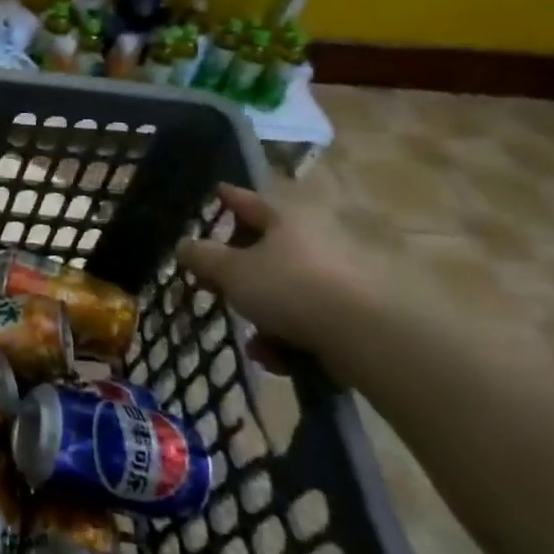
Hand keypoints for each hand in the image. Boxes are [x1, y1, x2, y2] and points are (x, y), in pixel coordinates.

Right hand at [176, 184, 381, 378]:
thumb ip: (202, 257)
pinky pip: (309, 320)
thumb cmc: (291, 288)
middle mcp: (314, 239)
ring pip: (285, 293)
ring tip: (256, 345)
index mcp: (285, 218)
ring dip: (264, 319)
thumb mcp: (232, 272)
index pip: (247, 200)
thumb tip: (184, 245)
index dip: (227, 198)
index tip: (215, 192)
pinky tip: (281, 360)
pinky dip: (291, 339)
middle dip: (239, 278)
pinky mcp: (355, 313)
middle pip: (265, 252)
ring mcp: (338, 277)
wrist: (370, 337)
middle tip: (218, 291)